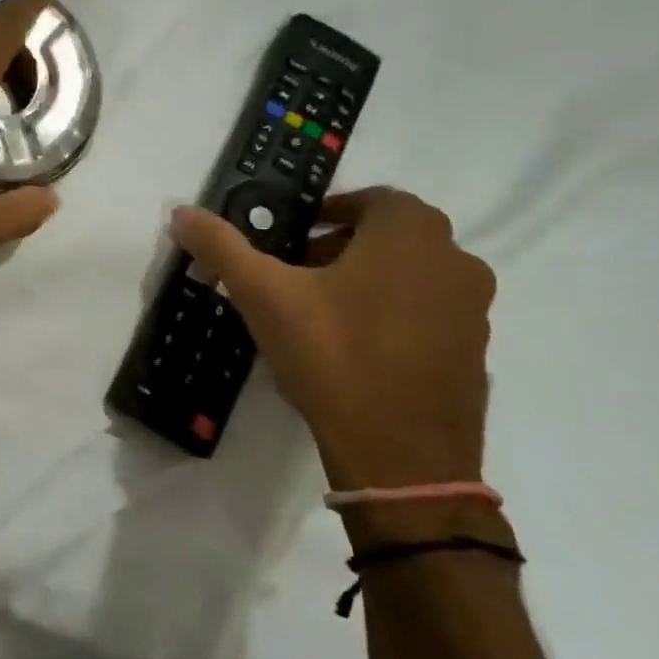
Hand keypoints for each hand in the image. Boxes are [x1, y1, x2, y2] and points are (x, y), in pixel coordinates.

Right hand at [171, 187, 495, 491]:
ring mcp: (474, 311)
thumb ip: (222, 246)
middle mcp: (456, 261)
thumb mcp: (264, 294)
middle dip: (340, 249)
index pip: (371, 200)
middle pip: (389, 238)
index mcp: (412, 234)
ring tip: (318, 313)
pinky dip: (392, 317)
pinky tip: (351, 350)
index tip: (291, 240)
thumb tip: (181, 212)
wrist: (402, 459)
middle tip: (294, 274)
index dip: (327, 213)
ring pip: (411, 276)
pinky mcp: (476, 354)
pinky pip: (427, 316)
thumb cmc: (334, 356)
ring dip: (367, 281)